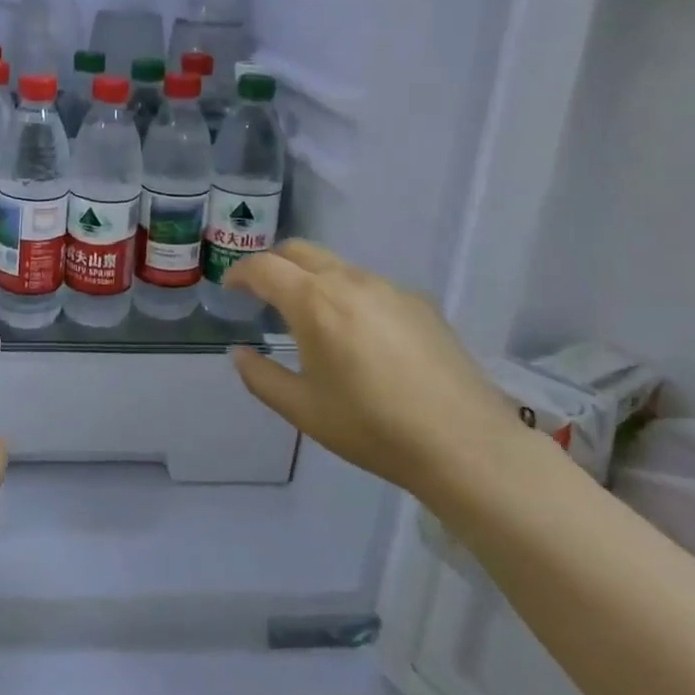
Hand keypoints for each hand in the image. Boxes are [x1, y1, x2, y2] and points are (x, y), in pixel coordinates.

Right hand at [224, 241, 514, 493]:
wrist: (465, 444)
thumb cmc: (371, 427)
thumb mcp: (302, 410)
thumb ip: (260, 376)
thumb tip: (239, 353)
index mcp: (314, 302)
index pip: (264, 267)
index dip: (240, 273)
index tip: (230, 288)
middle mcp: (350, 281)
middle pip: (299, 251)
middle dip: (273, 264)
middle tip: (261, 293)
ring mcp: (390, 288)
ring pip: (337, 265)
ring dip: (312, 278)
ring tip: (310, 317)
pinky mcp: (420, 303)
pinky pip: (370, 285)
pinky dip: (347, 294)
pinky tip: (358, 334)